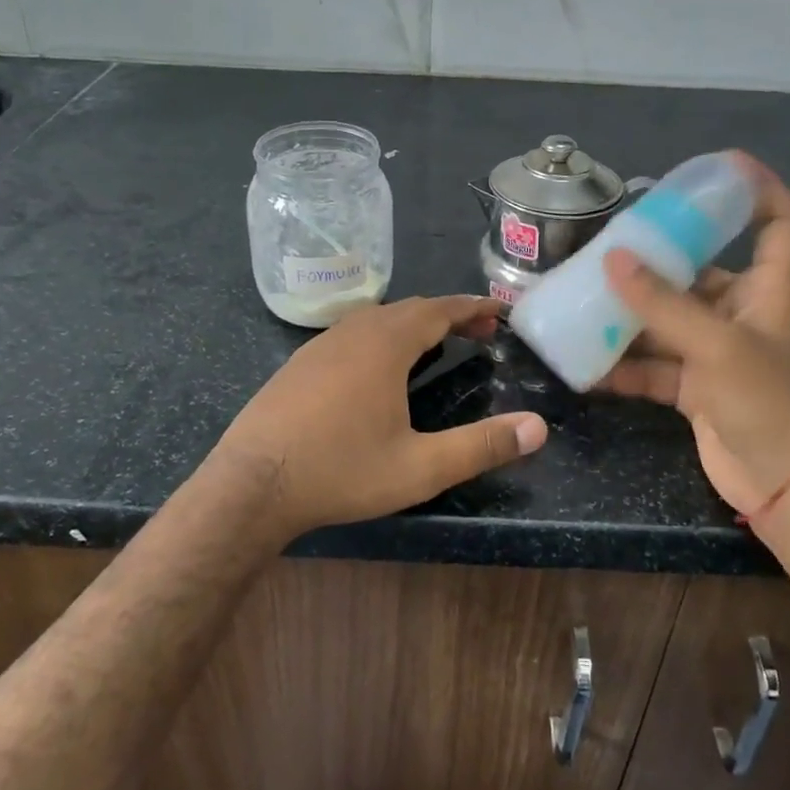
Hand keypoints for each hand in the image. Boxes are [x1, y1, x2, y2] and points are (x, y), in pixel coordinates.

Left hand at [212, 295, 546, 538]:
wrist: (251, 483)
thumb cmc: (341, 470)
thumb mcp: (420, 466)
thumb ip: (481, 446)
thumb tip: (538, 427)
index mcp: (386, 344)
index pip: (440, 309)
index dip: (473, 306)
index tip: (500, 309)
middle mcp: (354, 331)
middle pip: (411, 308)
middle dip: (450, 314)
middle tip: (480, 331)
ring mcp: (321, 344)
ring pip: (378, 318)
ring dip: (414, 323)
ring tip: (438, 343)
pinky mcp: (300, 362)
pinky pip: (353, 333)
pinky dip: (383, 335)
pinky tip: (380, 366)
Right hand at [599, 155, 789, 518]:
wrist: (785, 488)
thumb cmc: (770, 404)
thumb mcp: (718, 348)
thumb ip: (664, 305)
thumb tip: (613, 259)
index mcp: (768, 290)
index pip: (780, 224)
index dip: (760, 190)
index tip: (722, 167)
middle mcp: (741, 313)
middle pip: (699, 270)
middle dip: (656, 259)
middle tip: (608, 244)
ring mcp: (715, 351)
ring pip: (666, 319)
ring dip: (628, 315)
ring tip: (581, 299)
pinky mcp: (694, 386)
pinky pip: (652, 364)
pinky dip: (622, 364)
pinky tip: (584, 364)